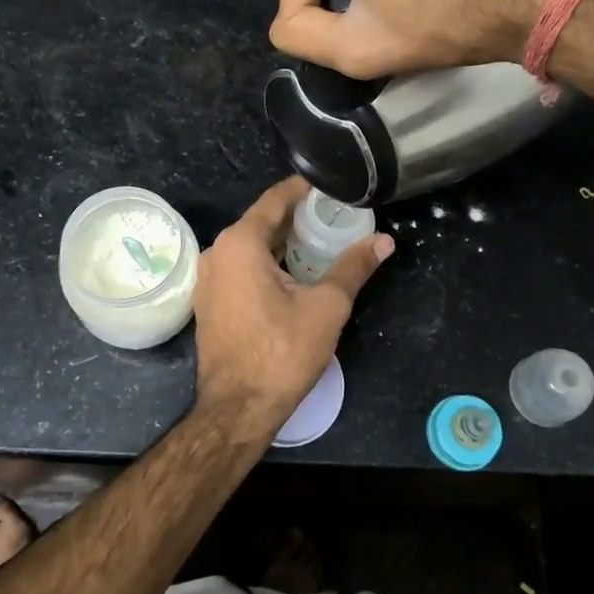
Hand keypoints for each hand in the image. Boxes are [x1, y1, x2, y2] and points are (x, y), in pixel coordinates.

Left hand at [192, 176, 392, 438]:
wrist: (238, 409)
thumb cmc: (282, 352)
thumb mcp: (326, 306)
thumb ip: (353, 267)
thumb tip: (384, 241)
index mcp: (240, 242)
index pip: (276, 199)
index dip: (305, 189)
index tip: (332, 185)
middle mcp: (218, 252)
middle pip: (263, 222)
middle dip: (299, 218)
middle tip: (336, 216)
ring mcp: (209, 278)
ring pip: (251, 247)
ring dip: (285, 243)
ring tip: (322, 243)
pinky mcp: (210, 301)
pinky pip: (241, 268)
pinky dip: (268, 264)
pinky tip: (295, 274)